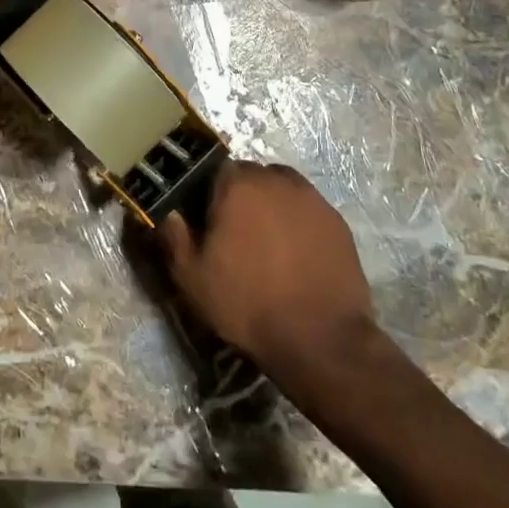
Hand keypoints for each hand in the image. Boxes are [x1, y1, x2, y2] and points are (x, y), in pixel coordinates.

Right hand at [158, 162, 381, 380]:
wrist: (320, 338)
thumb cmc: (247, 303)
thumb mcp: (192, 278)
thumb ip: (174, 237)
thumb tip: (170, 213)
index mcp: (238, 186)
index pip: (216, 169)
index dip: (209, 193)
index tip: (207, 221)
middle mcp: (277, 181)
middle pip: (252, 176)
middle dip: (242, 196)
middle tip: (236, 233)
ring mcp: (313, 200)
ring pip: (283, 189)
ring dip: (272, 206)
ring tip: (268, 242)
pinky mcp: (338, 222)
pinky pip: (308, 211)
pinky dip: (299, 224)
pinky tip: (295, 255)